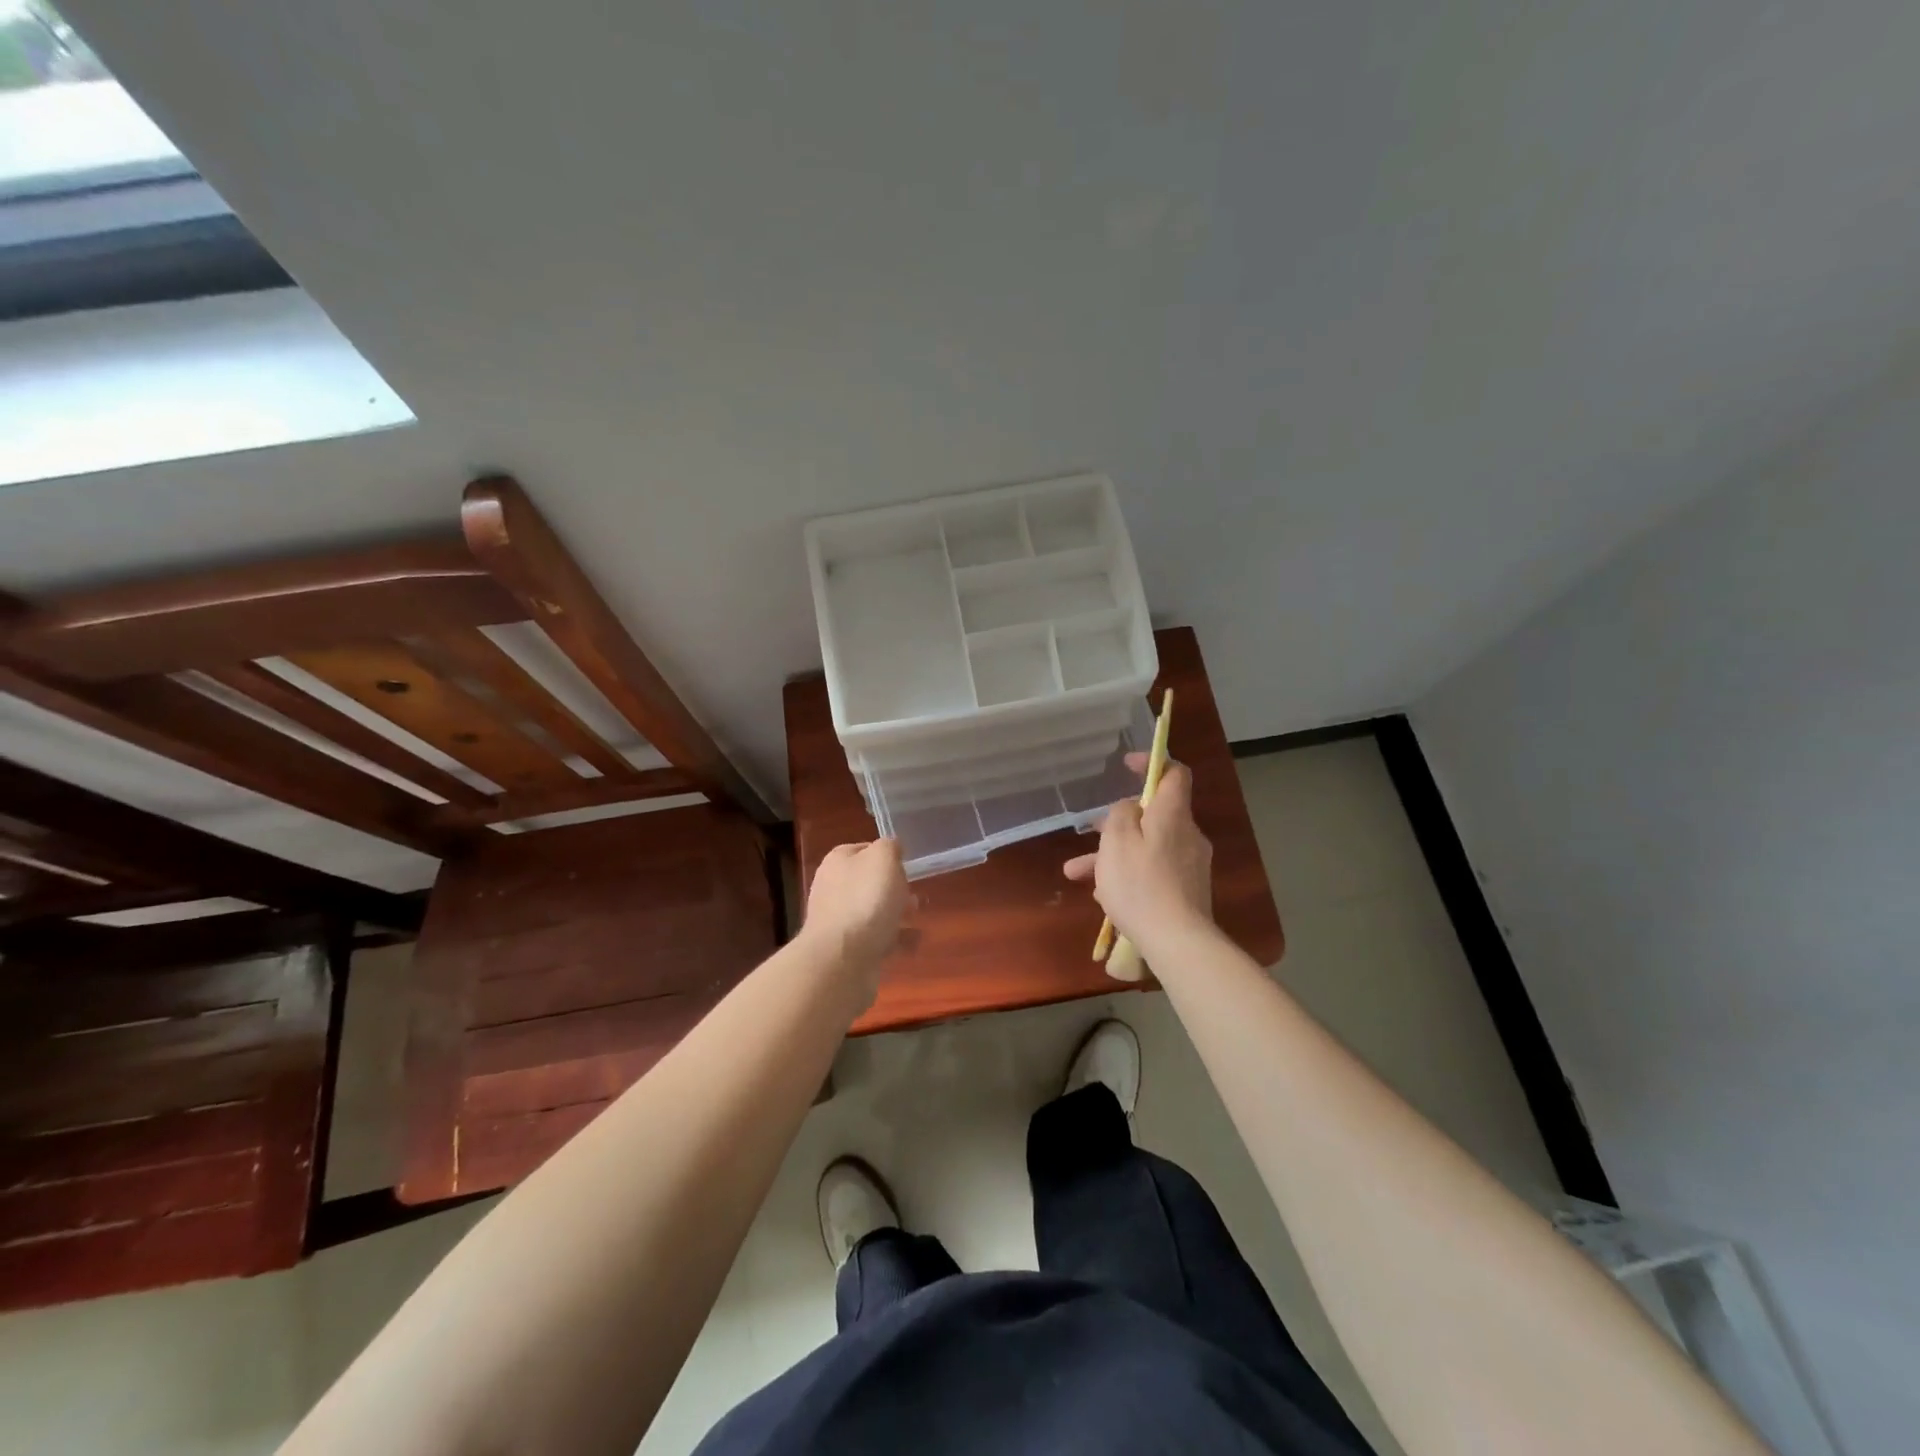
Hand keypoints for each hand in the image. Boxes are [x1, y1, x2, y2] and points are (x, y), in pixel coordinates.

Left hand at [803, 839, 909, 995]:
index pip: (863, 850)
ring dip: (896, 914)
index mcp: (838, 862)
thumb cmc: (865, 900)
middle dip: (894, 888)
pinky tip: (913, 944)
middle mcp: (833, 889)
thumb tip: (891, 847)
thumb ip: (889, 847)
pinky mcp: (848, 951)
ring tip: (918, 918)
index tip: (906, 865)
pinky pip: (877, 940)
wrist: (842, 959)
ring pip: (873, 912)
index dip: (886, 855)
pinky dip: (896, 941)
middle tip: (914, 894)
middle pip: (868, 883)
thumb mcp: (883, 859)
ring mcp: (839, 922)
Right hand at [1064, 759, 1213, 951]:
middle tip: (1090, 832)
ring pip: (1147, 847)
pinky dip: (1129, 876)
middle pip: (1153, 815)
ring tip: (1078, 874)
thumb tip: (1131, 807)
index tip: (1127, 765)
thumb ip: (1121, 814)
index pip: (1175, 773)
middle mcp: (1187, 835)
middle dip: (1117, 822)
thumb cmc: (1140, 885)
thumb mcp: (1117, 841)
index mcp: (1173, 815)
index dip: (1152, 763)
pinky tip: (1103, 898)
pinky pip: (1153, 872)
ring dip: (1113, 855)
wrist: (1177, 942)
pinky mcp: (1187, 891)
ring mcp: (1190, 865)